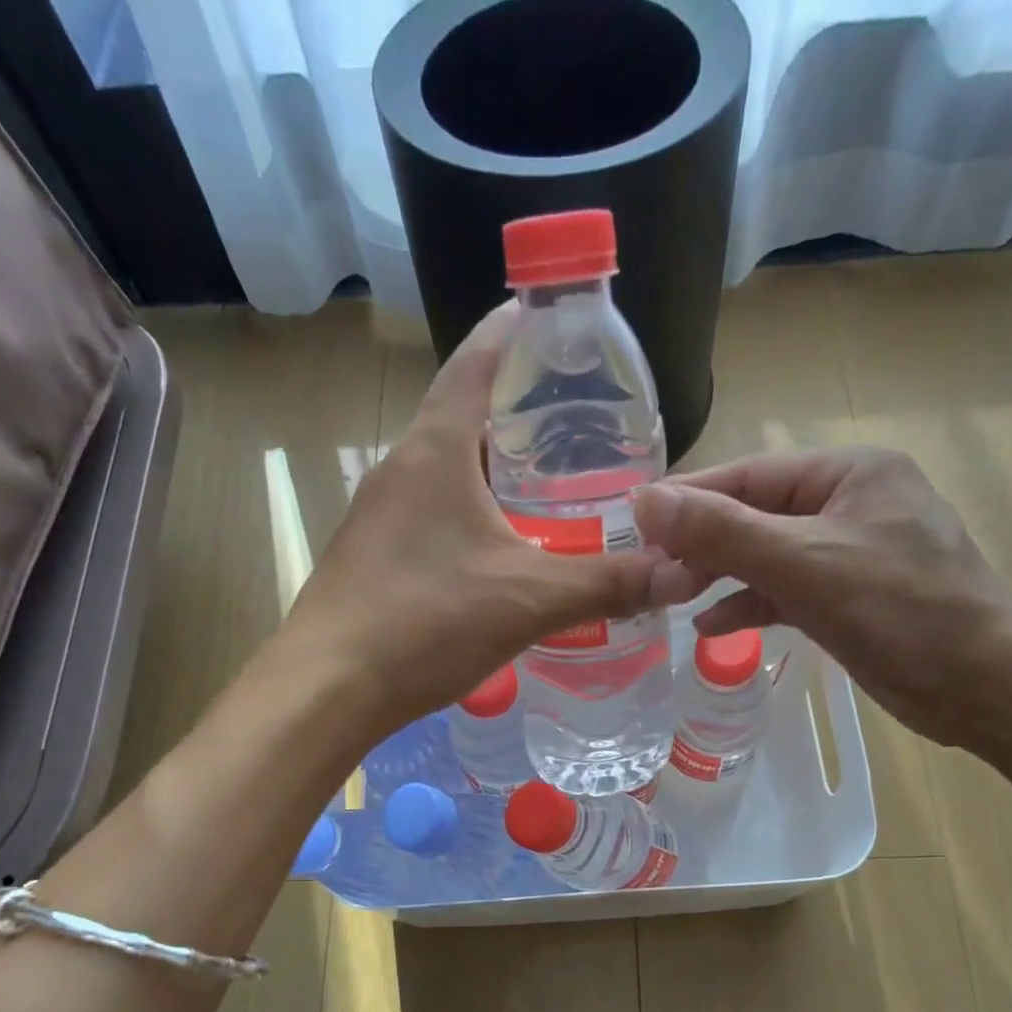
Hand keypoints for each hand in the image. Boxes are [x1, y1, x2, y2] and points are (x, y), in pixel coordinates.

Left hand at [282, 304, 691, 735]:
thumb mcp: (529, 599)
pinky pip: (433, 516)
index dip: (518, 330)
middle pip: (466, 417)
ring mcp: (379, 514)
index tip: (560, 323)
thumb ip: (608, 583)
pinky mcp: (373, 557)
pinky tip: (504, 552)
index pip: (477, 360)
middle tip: (582, 425)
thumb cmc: (425, 622)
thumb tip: (683, 574)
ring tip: (553, 488)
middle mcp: (401, 468)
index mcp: (435, 449)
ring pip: (449, 473)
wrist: (327, 689)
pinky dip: (474, 517)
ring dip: (496, 472)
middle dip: (521, 412)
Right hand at [635, 447, 1011, 746]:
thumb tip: (645, 500)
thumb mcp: (802, 563)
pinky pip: (785, 591)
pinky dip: (749, 605)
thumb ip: (722, 531)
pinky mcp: (848, 598)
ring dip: (720, 576)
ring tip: (669, 598)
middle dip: (701, 544)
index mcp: (847, 473)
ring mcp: (849, 553)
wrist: (983, 686)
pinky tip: (711, 627)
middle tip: (647, 571)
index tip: (632, 521)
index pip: (748, 475)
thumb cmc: (899, 610)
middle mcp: (847, 504)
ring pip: (766, 556)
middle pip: (754, 515)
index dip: (688, 498)